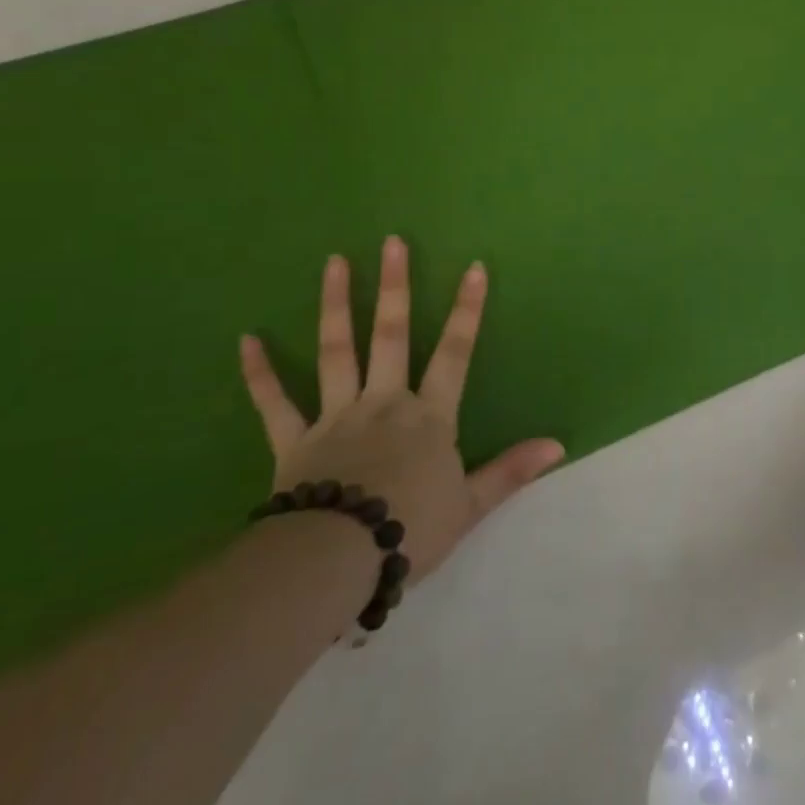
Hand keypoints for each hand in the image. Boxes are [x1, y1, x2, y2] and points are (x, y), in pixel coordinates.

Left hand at [239, 239, 564, 583]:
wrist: (337, 563)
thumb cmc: (410, 530)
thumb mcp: (470, 505)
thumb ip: (511, 470)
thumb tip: (558, 444)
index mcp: (428, 416)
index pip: (454, 353)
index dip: (466, 310)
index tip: (473, 268)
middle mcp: (383, 403)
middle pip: (390, 335)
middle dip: (394, 286)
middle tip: (392, 242)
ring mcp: (335, 417)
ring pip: (336, 352)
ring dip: (335, 305)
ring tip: (334, 262)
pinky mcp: (294, 441)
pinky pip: (274, 403)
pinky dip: (260, 373)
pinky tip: (247, 339)